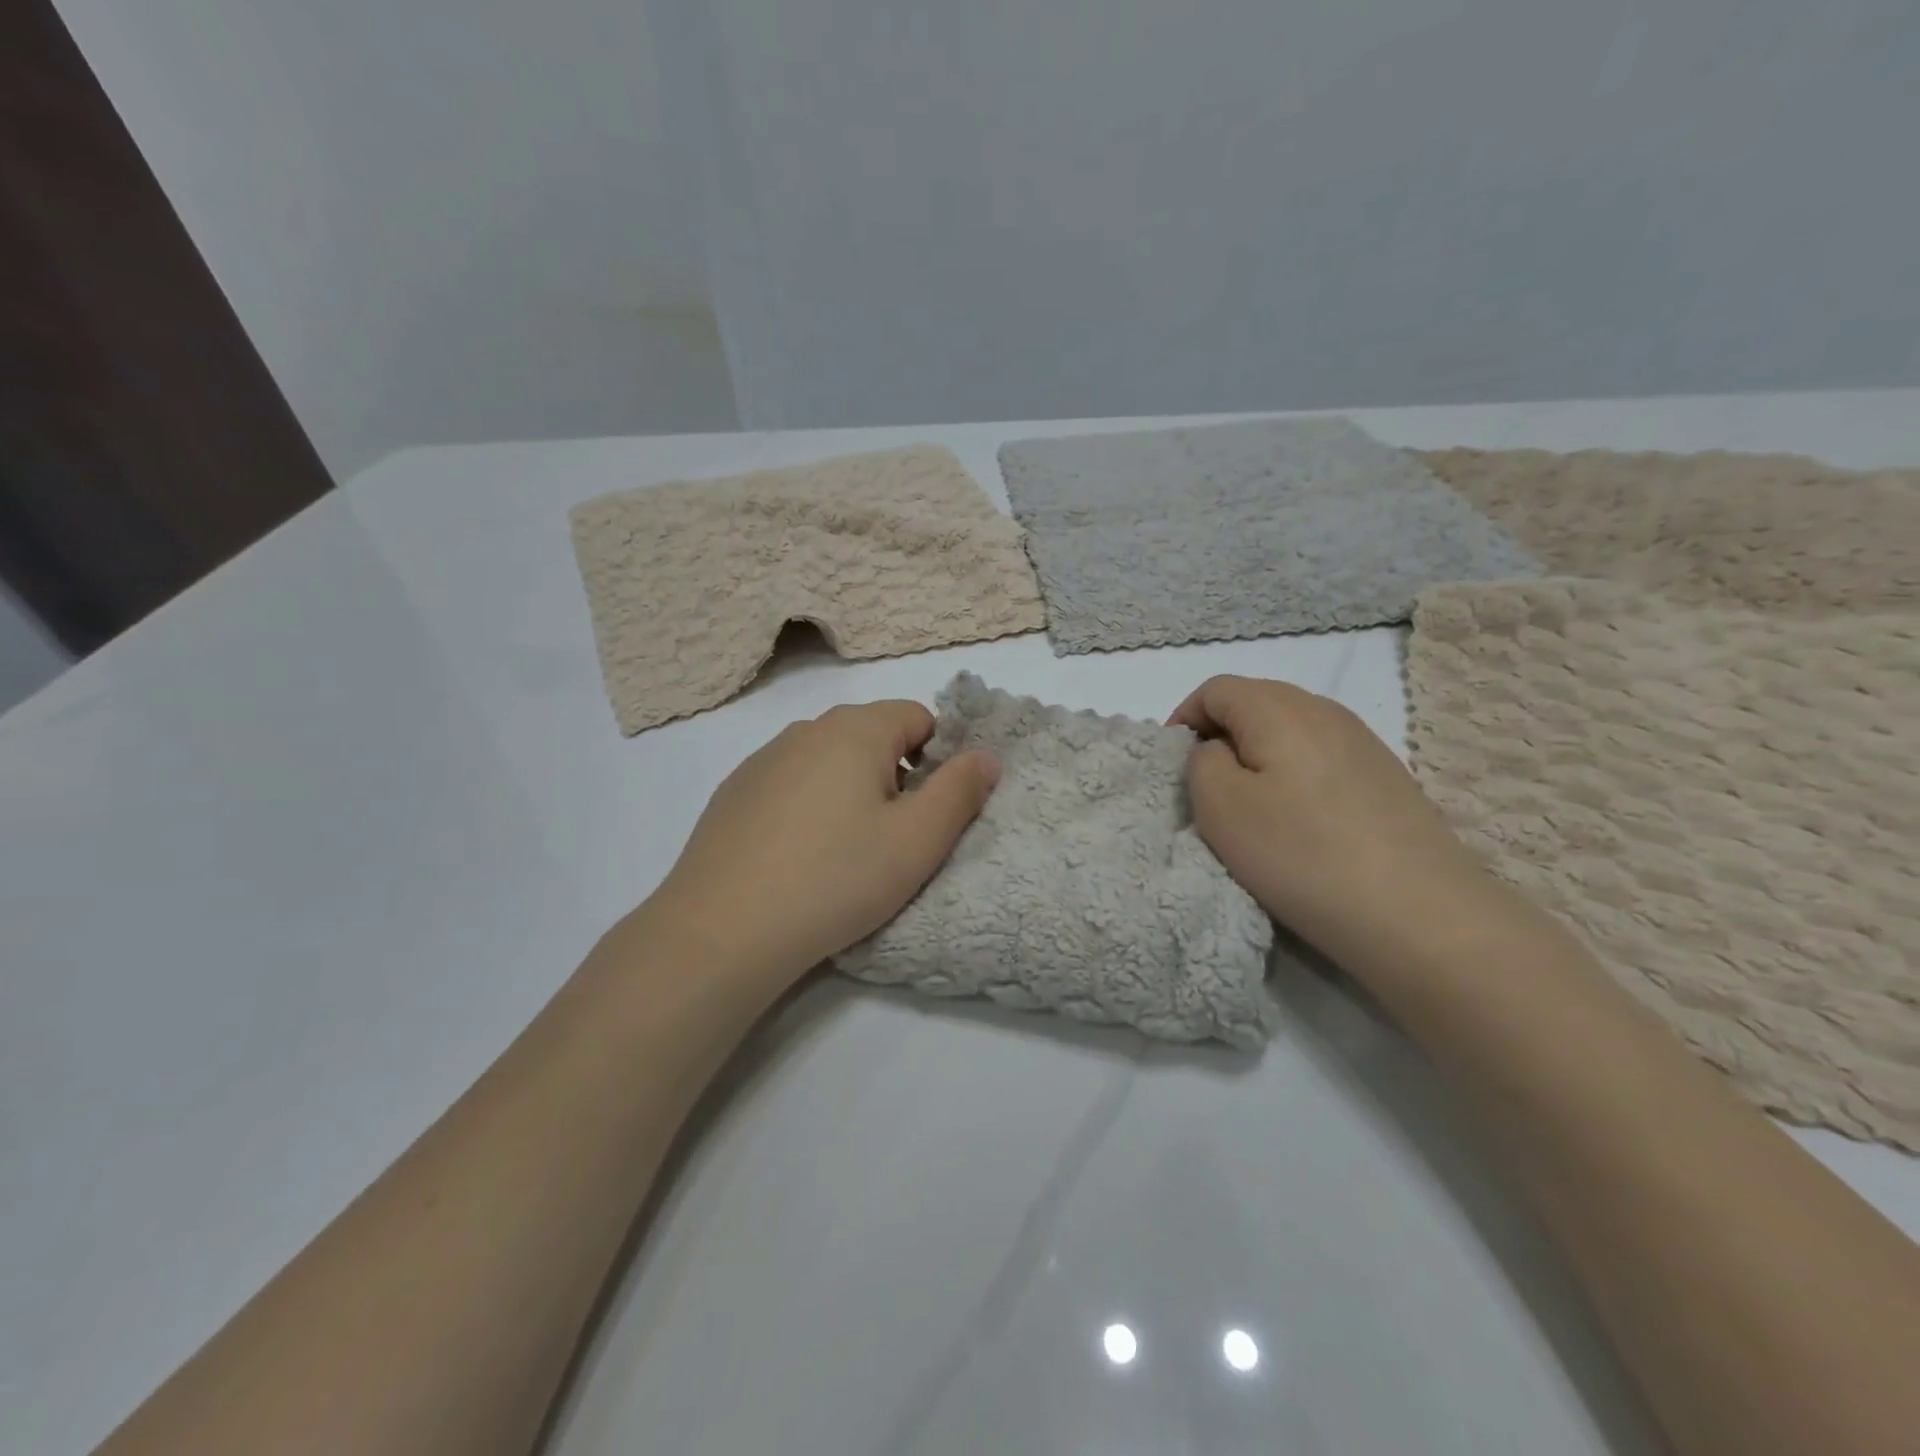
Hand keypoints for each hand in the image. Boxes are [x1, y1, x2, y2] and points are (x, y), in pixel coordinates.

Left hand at [642, 700, 998, 984]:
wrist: (722, 930)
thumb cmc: (836, 879)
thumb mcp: (917, 841)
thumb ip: (960, 791)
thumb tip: (985, 756)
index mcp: (855, 730)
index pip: (918, 717)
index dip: (937, 758)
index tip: (929, 812)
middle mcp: (806, 729)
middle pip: (872, 737)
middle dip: (895, 776)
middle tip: (892, 838)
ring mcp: (763, 759)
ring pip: (830, 761)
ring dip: (851, 792)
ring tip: (844, 852)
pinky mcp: (734, 792)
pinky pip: (791, 784)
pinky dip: (808, 807)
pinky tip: (798, 857)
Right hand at [1170, 675, 1486, 961]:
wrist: (1418, 914)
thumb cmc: (1301, 855)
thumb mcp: (1220, 807)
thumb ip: (1201, 761)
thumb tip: (1219, 750)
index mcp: (1279, 708)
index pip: (1215, 689)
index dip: (1184, 719)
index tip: (1175, 767)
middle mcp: (1325, 709)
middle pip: (1256, 701)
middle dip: (1221, 735)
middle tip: (1208, 787)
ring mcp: (1364, 741)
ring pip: (1291, 729)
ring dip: (1260, 755)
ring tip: (1253, 806)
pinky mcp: (1388, 776)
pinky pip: (1323, 756)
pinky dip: (1296, 774)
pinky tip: (1302, 820)